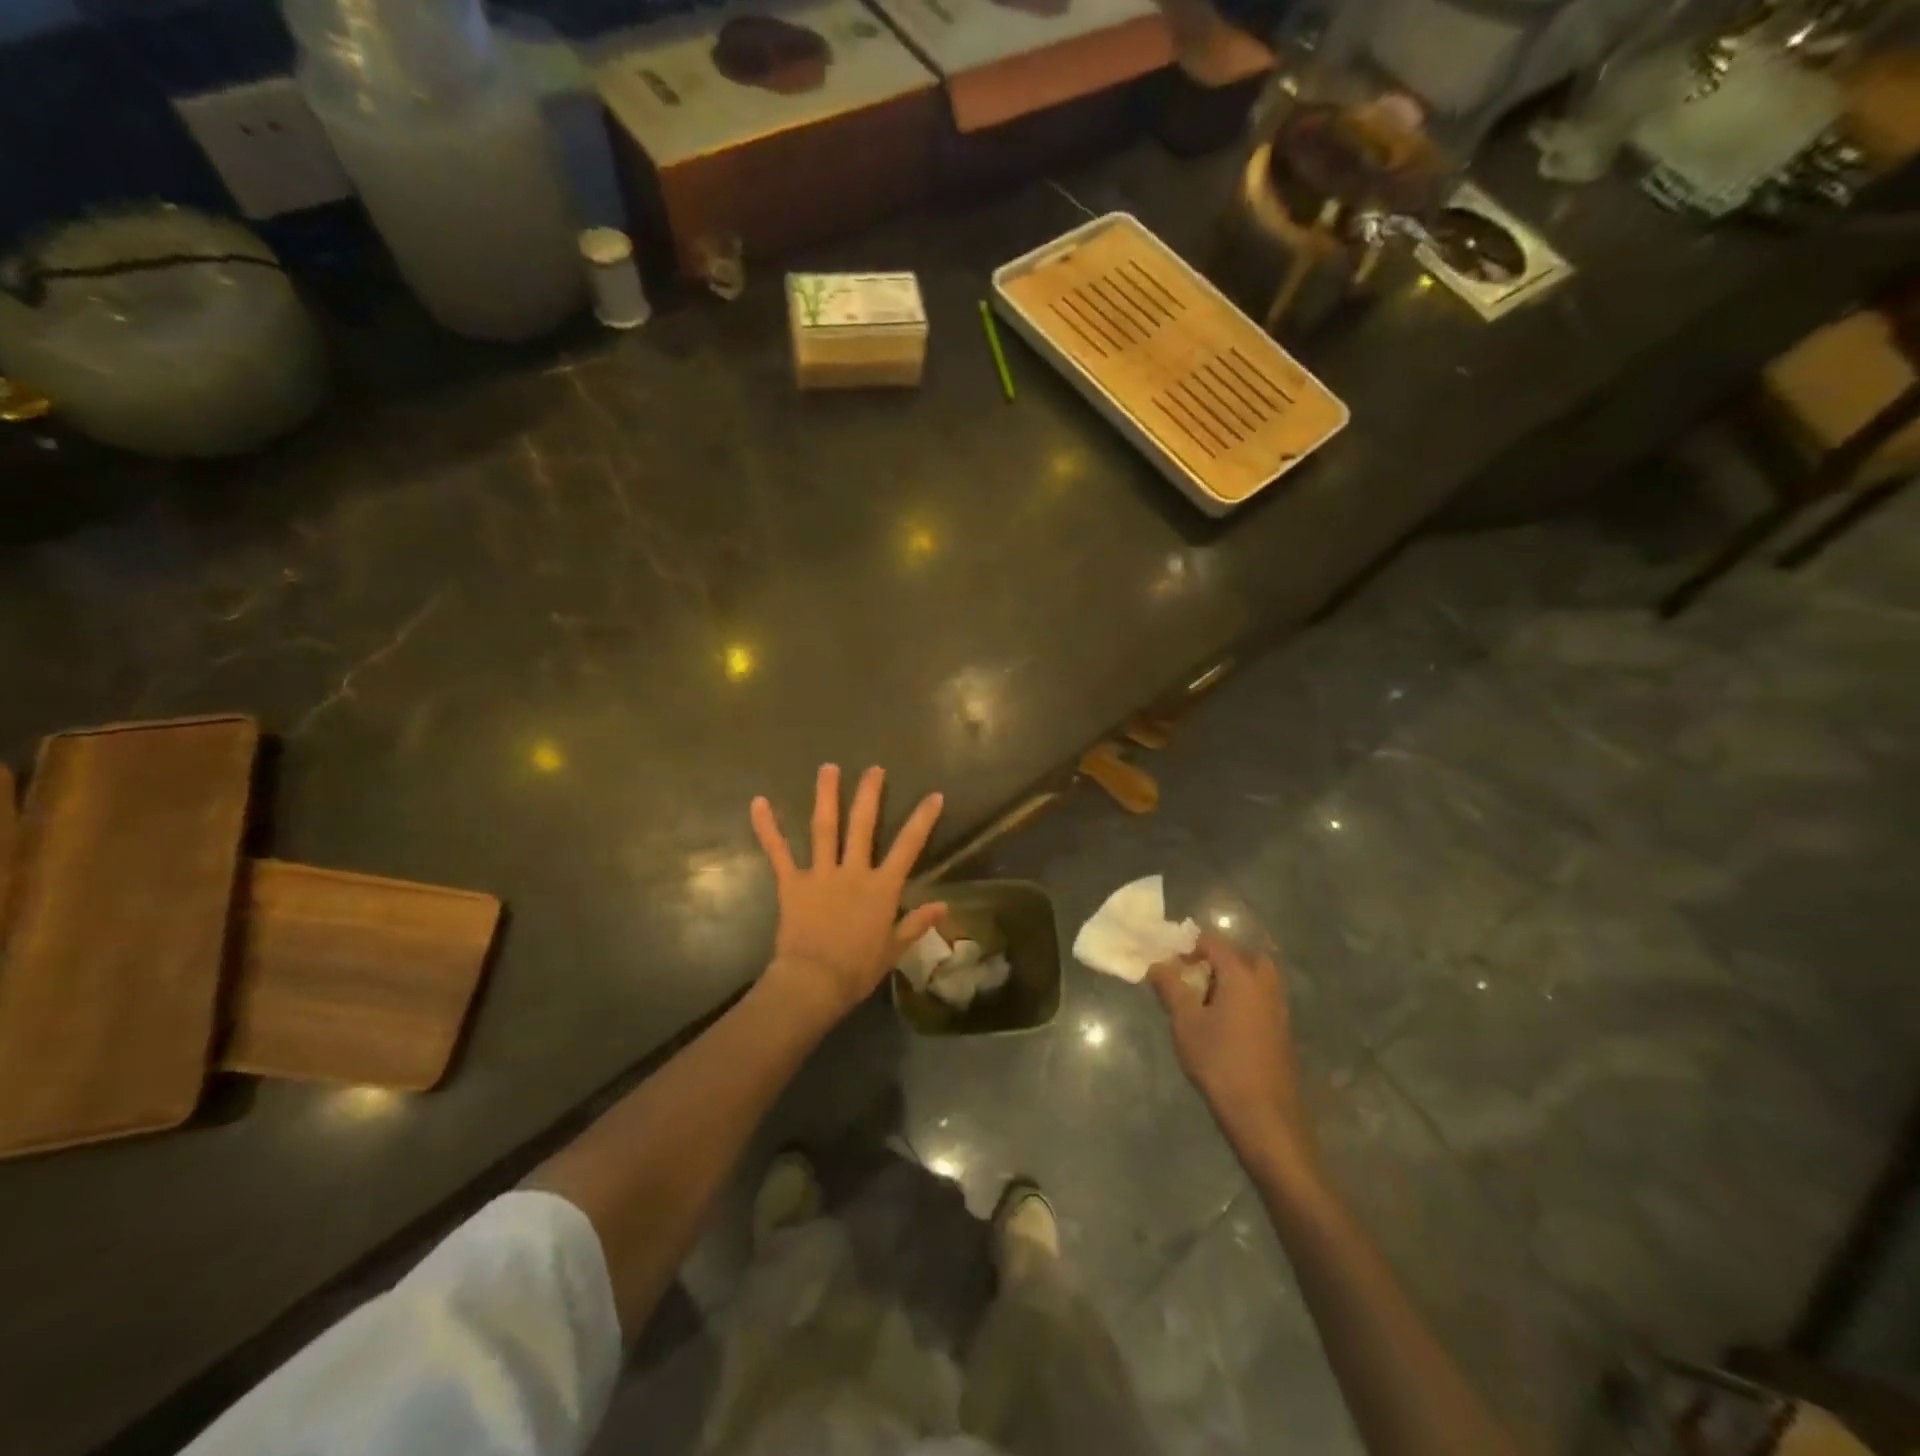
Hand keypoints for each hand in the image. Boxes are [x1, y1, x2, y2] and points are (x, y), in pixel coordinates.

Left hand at [750, 764, 945, 1024]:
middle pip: (863, 825)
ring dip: (826, 796)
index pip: (908, 847)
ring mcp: (821, 874)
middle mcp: (853, 872)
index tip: (934, 795)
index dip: (922, 820)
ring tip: (828, 768)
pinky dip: (768, 827)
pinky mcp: (792, 883)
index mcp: (881, 888)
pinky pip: (779, 852)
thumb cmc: (857, 969)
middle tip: (873, 769)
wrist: (814, 982)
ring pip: (824, 828)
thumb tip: (944, 906)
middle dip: (869, 794)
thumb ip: (917, 923)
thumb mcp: (894, 949)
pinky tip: (759, 802)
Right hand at [1151, 933, 1313, 1163]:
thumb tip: (1158, 963)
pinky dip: (1243, 998)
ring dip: (1231, 979)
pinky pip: (1261, 998)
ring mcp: (1278, 1008)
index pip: (1214, 943)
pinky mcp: (1282, 1030)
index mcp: (1242, 975)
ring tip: (1204, 1001)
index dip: (1189, 946)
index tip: (1169, 964)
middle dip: (1216, 959)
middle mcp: (1265, 984)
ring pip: (1255, 977)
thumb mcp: (1185, 1022)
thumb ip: (1171, 987)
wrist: (1264, 1115)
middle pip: (1242, 955)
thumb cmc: (1220, 1062)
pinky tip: (1223, 1024)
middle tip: (1192, 977)